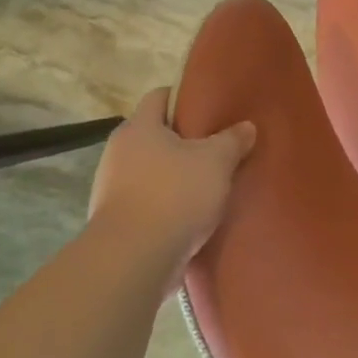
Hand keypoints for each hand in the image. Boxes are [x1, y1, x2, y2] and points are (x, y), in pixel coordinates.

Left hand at [86, 88, 255, 277]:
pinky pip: (148, 201)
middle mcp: (118, 153)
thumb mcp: (217, 161)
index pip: (159, 97)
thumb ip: (233, 139)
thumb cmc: (174, 194)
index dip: (184, 97)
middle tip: (217, 145)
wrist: (133, 261)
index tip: (210, 105)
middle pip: (155, 135)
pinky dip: (168, 203)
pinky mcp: (116, 222)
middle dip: (184, 140)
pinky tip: (193, 213)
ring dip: (176, 174)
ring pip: (152, 170)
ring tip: (210, 182)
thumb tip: (246, 126)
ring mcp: (112, 189)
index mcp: (139, 128)